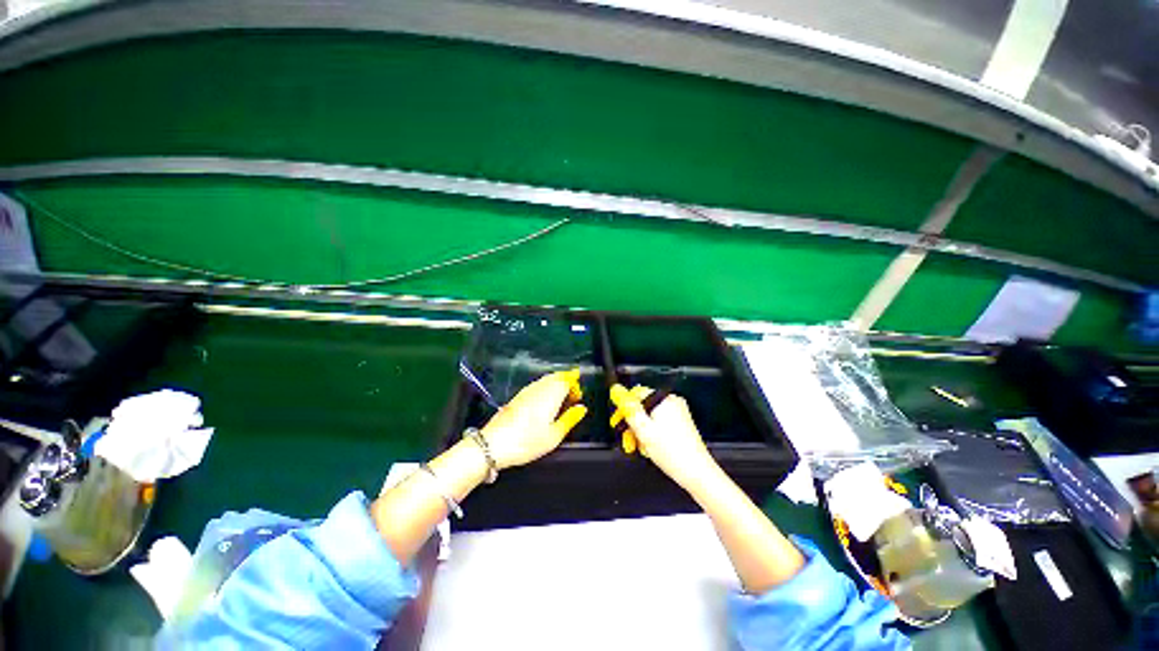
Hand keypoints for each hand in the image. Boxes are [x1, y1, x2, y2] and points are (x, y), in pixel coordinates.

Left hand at [480, 369, 586, 468]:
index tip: (578, 396)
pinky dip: (546, 388)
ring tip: (561, 398)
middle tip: (573, 394)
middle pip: (556, 376)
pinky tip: (545, 401)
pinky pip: (537, 385)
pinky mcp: (518, 396)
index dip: (575, 384)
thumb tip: (582, 409)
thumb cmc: (527, 441)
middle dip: (567, 381)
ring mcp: (527, 390)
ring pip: (546, 379)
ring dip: (556, 383)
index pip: (567, 379)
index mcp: (551, 394)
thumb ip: (570, 419)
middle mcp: (539, 387)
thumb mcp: (554, 436)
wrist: (493, 444)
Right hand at [609, 384, 717, 489]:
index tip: (617, 422)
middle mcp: (672, 401)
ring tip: (639, 447)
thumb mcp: (642, 429)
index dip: (623, 409)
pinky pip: (659, 422)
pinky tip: (650, 447)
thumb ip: (628, 408)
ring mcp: (678, 412)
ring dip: (640, 431)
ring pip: (649, 416)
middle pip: (642, 406)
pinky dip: (651, 433)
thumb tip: (617, 390)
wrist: (696, 472)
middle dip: (632, 423)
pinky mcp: (680, 422)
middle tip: (628, 439)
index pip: (635, 394)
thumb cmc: (672, 452)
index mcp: (663, 399)